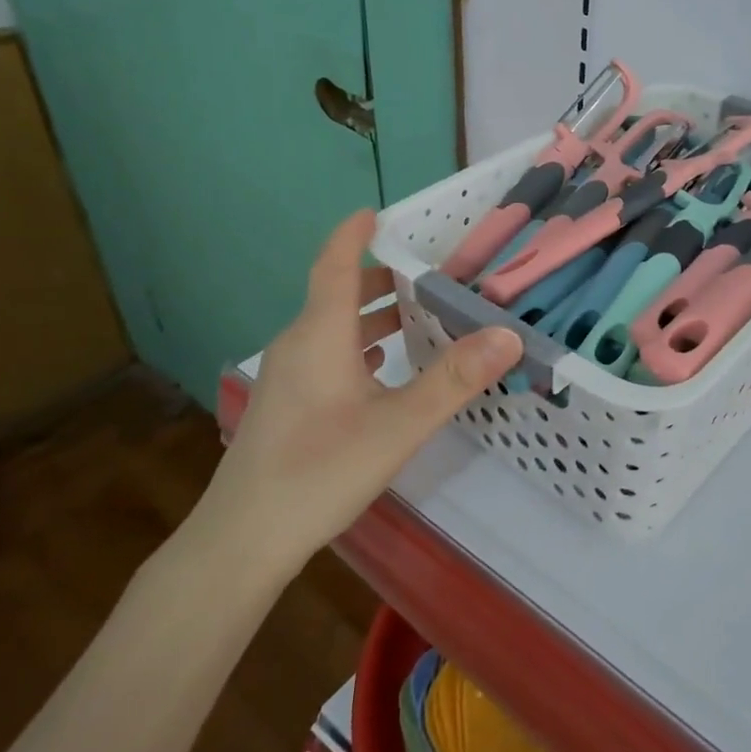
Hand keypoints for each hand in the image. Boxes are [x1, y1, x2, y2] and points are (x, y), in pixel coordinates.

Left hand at [187, 210, 521, 576]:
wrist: (243, 539)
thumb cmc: (320, 470)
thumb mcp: (399, 425)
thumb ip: (454, 380)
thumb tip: (507, 336)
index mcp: (320, 334)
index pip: (335, 264)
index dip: (354, 234)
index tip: (379, 212)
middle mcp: (299, 344)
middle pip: (338, 294)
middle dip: (382, 277)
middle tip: (430, 273)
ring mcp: (288, 376)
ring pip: (334, 327)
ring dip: (373, 314)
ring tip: (419, 315)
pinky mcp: (287, 404)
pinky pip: (327, 354)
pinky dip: (360, 346)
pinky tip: (385, 367)